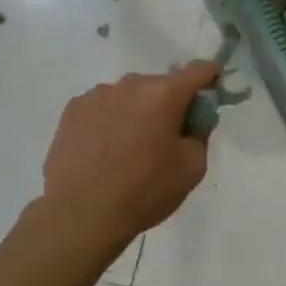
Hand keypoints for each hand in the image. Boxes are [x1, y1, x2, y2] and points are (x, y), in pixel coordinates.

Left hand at [39, 63, 219, 253]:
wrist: (80, 215)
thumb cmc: (144, 192)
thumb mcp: (192, 168)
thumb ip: (201, 132)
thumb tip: (195, 118)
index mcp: (164, 94)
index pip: (198, 71)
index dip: (210, 77)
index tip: (213, 89)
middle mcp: (130, 85)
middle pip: (161, 84)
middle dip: (170, 103)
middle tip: (166, 136)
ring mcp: (97, 95)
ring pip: (130, 95)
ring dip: (137, 111)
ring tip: (129, 147)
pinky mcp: (73, 110)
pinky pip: (103, 106)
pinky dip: (111, 119)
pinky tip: (104, 149)